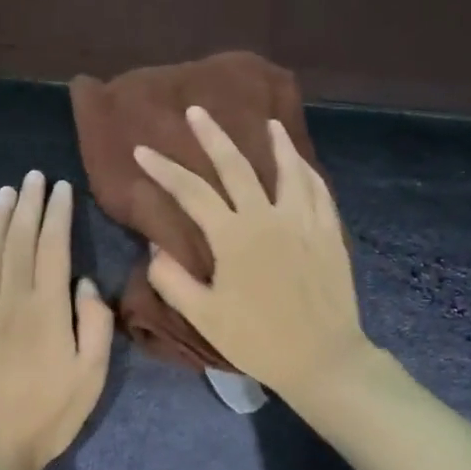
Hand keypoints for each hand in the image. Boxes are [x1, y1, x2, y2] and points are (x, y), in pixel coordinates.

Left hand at [0, 171, 114, 469]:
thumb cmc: (48, 417)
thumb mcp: (92, 376)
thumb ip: (95, 324)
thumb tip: (84, 282)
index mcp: (48, 310)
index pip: (54, 248)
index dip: (58, 215)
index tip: (62, 188)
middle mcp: (11, 300)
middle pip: (21, 242)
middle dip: (29, 205)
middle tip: (34, 177)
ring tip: (6, 192)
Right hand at [135, 107, 370, 403]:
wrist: (322, 358)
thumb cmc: (258, 340)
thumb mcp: (204, 317)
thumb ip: (172, 280)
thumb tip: (156, 247)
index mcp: (234, 237)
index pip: (191, 192)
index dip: (164, 170)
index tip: (142, 150)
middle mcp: (268, 218)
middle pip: (237, 167)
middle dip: (213, 136)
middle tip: (197, 111)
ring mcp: (303, 222)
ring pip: (288, 170)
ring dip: (275, 143)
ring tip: (267, 122)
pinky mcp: (328, 233)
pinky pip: (318, 191)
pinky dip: (306, 171)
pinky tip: (301, 164)